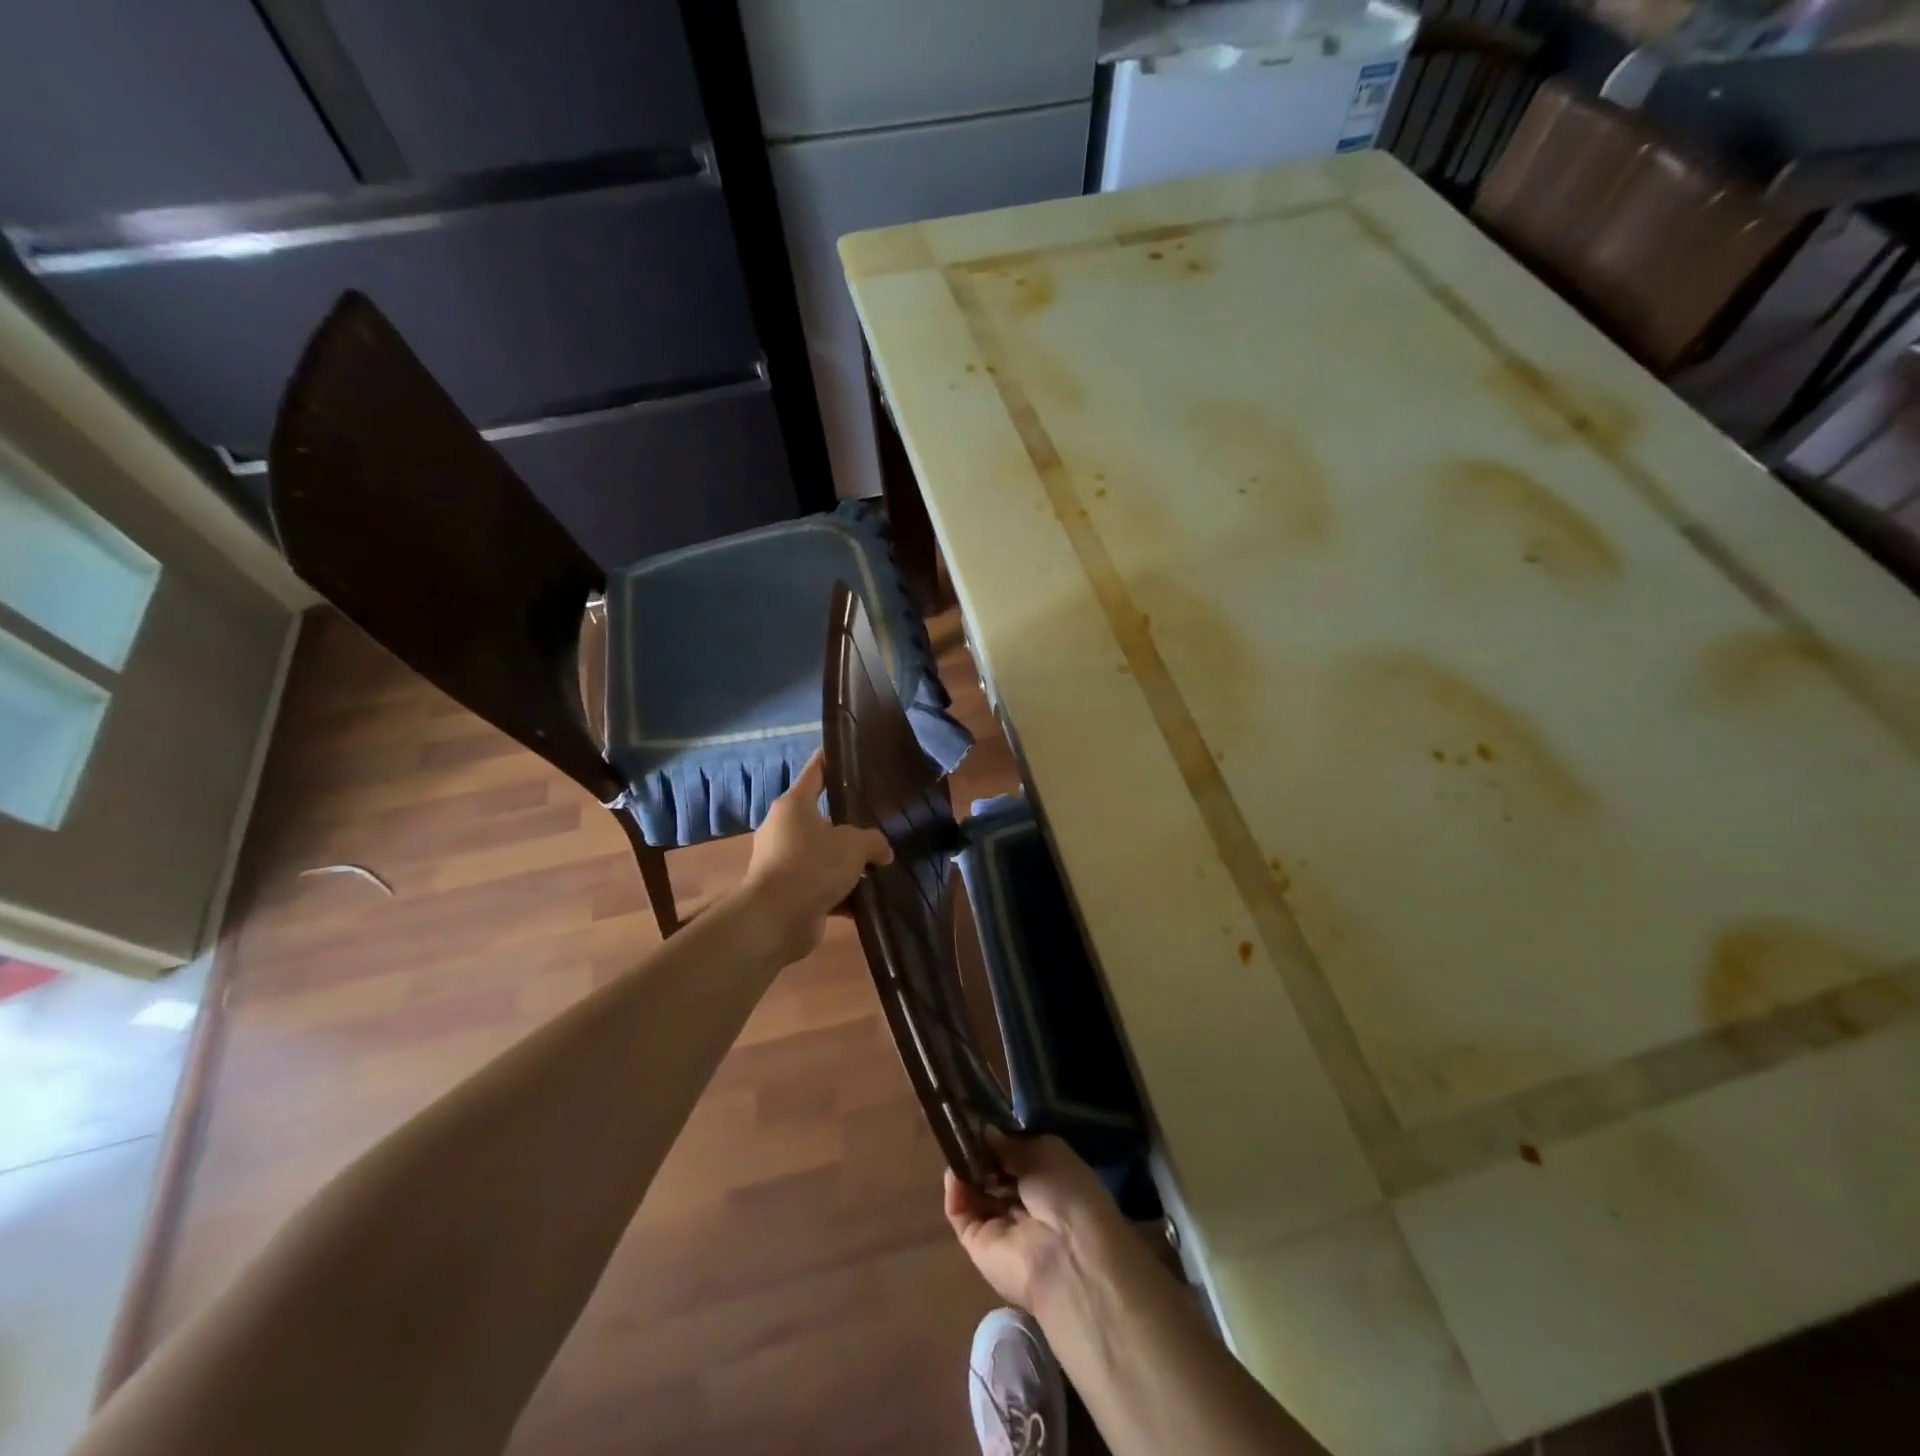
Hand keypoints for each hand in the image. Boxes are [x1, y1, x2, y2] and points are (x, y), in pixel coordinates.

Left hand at [736, 749, 890, 964]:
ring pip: (823, 854)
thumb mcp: (854, 845)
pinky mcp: (788, 892)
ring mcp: (783, 862)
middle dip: (848, 821)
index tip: (847, 751)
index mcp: (794, 805)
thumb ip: (874, 841)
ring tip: (879, 862)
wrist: (776, 919)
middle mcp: (784, 829)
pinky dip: (842, 891)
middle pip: (821, 817)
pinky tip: (868, 897)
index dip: (831, 759)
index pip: (815, 771)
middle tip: (878, 819)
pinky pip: (821, 884)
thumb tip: (883, 852)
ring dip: (846, 861)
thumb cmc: (812, 866)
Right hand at [944, 1133, 1130, 1310]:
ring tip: (954, 1145)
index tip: (982, 1119)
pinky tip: (952, 1170)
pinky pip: (961, 1214)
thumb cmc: (1067, 1194)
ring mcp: (1001, 1225)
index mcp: (1049, 1180)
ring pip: (975, 1192)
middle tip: (963, 1129)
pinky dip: (954, 1192)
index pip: (1018, 1156)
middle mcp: (1025, 1202)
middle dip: (980, 1152)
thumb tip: (986, 1132)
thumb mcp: (1045, 1153)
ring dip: (965, 1169)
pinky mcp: (978, 1245)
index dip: (1001, 1138)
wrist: (1067, 1257)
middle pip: (994, 1173)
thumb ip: (1011, 1143)